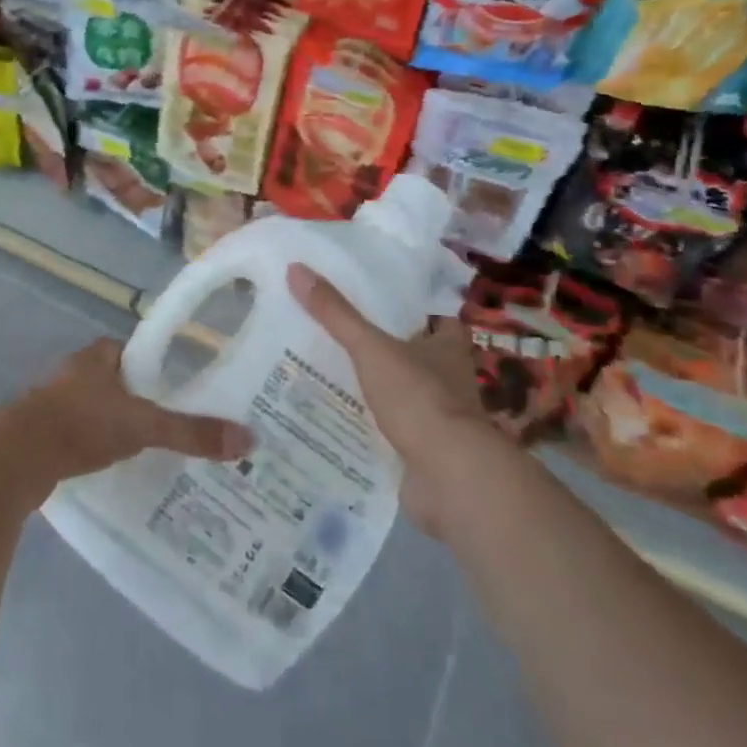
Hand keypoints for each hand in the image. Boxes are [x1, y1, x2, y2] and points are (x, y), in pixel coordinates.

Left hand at [5, 337, 254, 491]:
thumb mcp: (141, 426)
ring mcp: (52, 403)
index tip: (177, 387)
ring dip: (112, 424)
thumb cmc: (80, 425)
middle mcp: (74, 373)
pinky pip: (76, 434)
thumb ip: (189, 432)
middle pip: (114, 381)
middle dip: (136, 399)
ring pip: (93, 408)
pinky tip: (109, 467)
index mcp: (96, 357)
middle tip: (168, 422)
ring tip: (145, 448)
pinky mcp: (41, 434)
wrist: (15, 458)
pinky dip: (92, 446)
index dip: (153, 366)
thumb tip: (247, 439)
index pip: (132, 351)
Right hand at [287, 264, 511, 533]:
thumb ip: (336, 314)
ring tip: (331, 375)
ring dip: (378, 389)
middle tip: (342, 335)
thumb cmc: (418, 398)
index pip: (437, 320)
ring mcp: (439, 419)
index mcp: (447, 349)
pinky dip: (372, 426)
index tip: (379, 301)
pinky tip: (340, 420)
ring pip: (405, 394)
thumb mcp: (371, 348)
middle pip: (418, 356)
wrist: (449, 477)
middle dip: (387, 350)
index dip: (414, 310)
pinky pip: (394, 431)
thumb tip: (296, 269)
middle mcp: (450, 380)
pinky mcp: (425, 452)